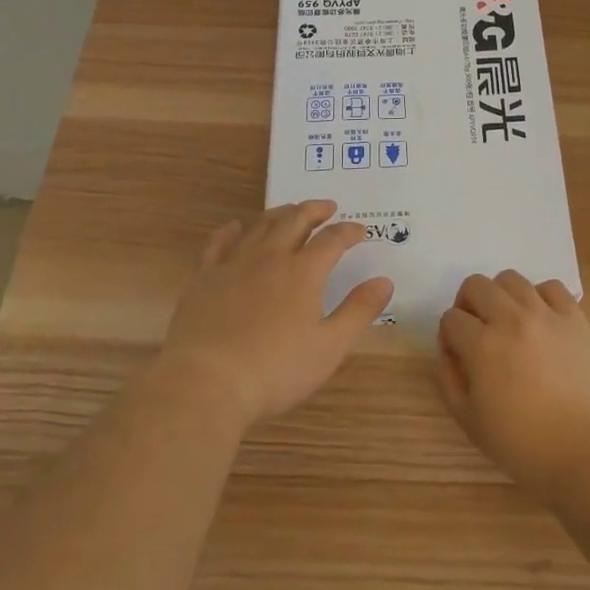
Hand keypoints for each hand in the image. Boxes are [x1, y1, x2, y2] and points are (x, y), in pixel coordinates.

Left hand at [158, 200, 392, 428]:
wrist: (207, 382)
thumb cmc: (275, 370)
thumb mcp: (329, 347)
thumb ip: (358, 311)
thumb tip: (385, 281)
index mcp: (303, 273)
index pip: (331, 241)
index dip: (347, 232)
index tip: (359, 230)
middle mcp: (270, 258)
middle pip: (294, 221)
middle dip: (313, 210)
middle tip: (326, 207)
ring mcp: (234, 265)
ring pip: (259, 226)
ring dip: (279, 214)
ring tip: (290, 211)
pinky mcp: (204, 278)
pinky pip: (218, 244)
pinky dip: (230, 231)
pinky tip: (234, 227)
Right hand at [436, 271, 589, 500]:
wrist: (587, 452)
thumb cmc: (524, 445)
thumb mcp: (470, 422)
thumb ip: (450, 380)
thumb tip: (450, 351)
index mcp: (482, 345)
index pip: (451, 319)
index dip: (449, 336)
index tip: (458, 355)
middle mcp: (511, 319)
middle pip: (476, 285)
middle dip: (468, 304)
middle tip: (478, 330)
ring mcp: (546, 314)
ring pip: (511, 279)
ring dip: (501, 296)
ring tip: (509, 321)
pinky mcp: (575, 317)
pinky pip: (551, 287)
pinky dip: (540, 296)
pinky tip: (541, 319)